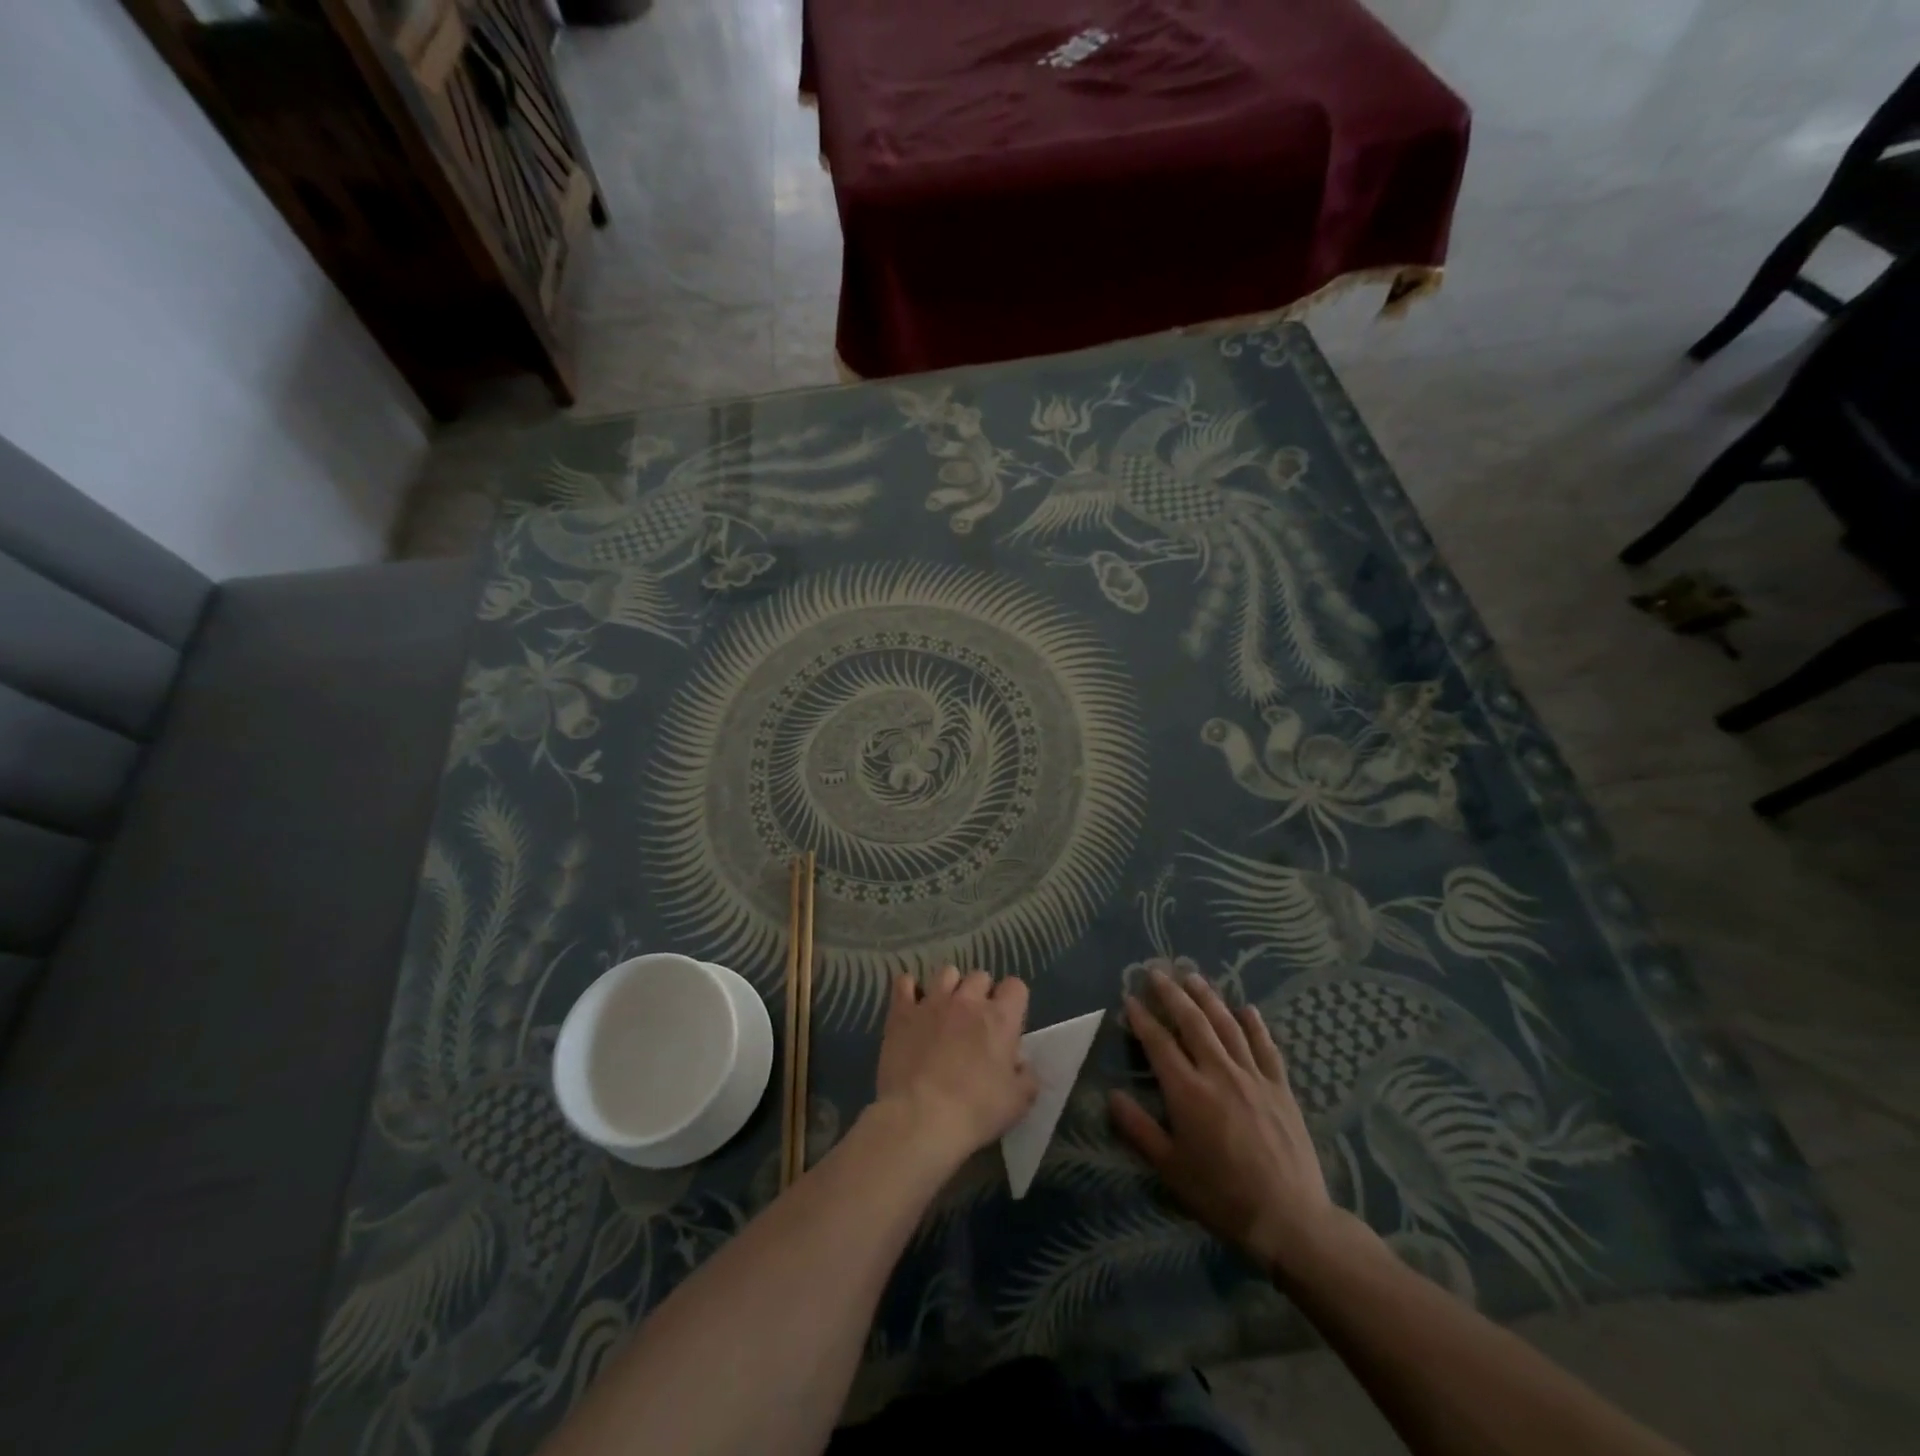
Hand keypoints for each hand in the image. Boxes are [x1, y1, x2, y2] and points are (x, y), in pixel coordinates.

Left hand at [874, 967, 1037, 1169]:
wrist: (921, 1117)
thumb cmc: (976, 1111)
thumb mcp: (1018, 1102)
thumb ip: (1026, 1076)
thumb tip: (1020, 1064)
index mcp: (1000, 1019)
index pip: (1015, 986)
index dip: (1014, 1000)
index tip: (1009, 1021)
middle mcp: (967, 1001)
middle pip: (980, 976)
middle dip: (981, 993)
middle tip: (976, 1020)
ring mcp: (932, 1002)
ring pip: (946, 973)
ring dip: (950, 987)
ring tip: (945, 1009)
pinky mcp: (902, 1012)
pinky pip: (904, 983)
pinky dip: (909, 989)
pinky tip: (912, 1003)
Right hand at [1109, 968, 1341, 1273]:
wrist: (1291, 1220)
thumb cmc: (1223, 1196)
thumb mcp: (1171, 1170)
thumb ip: (1139, 1130)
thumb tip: (1112, 1096)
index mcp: (1188, 1092)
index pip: (1159, 1043)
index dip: (1142, 1018)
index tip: (1130, 998)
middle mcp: (1219, 1073)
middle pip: (1192, 1022)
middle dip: (1172, 994)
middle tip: (1157, 972)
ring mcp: (1254, 1077)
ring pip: (1227, 1025)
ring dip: (1208, 997)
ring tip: (1193, 976)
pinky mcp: (1281, 1088)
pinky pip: (1266, 1047)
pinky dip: (1255, 1025)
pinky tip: (1247, 1008)